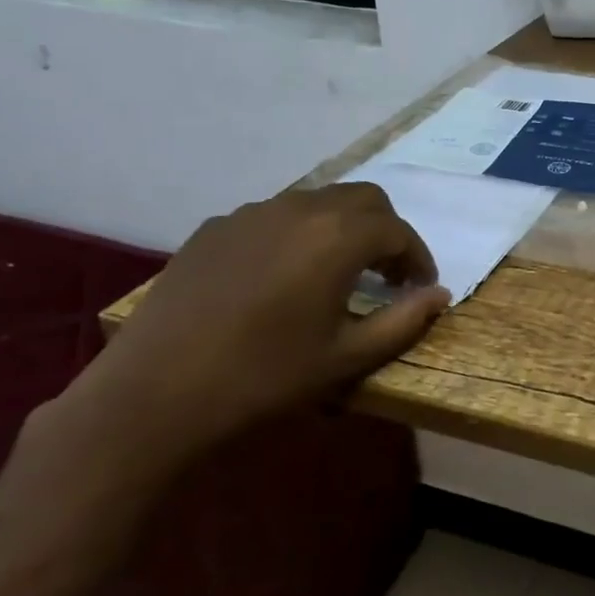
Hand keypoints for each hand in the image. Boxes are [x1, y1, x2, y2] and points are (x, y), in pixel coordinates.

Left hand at [35, 184, 448, 471]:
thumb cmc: (263, 378)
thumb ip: (403, 321)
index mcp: (338, 237)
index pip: (398, 231)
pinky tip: (282, 277)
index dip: (418, 259)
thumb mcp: (347, 357)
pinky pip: (274, 217)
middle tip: (386, 276)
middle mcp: (299, 209)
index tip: (420, 289)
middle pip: (364, 199)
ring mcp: (251, 214)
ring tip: (338, 274)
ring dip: (343, 228)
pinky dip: (297, 234)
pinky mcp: (214, 229)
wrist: (153, 396)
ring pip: (318, 201)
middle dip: (386, 231)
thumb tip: (440, 295)